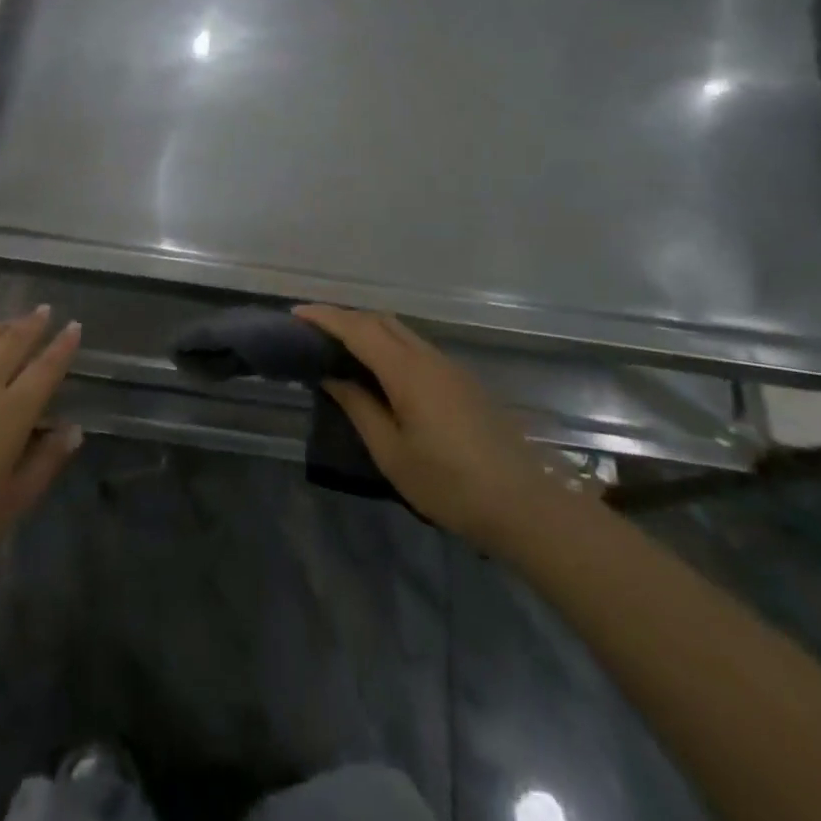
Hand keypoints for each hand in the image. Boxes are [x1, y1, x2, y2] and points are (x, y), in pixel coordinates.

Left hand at [0, 308, 82, 572]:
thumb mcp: (12, 502)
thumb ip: (46, 462)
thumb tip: (73, 430)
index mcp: (13, 412)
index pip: (46, 369)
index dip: (62, 347)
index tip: (74, 326)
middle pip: (13, 343)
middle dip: (32, 324)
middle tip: (44, 310)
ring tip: (8, 320)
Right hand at [296, 306, 570, 546]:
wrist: (525, 505)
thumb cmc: (450, 484)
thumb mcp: (392, 453)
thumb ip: (359, 408)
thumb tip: (332, 377)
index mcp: (407, 371)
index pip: (358, 329)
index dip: (324, 317)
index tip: (295, 314)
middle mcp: (428, 357)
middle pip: (380, 320)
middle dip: (344, 317)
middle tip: (312, 331)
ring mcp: (449, 367)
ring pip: (400, 331)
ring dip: (367, 329)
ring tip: (338, 348)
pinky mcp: (461, 381)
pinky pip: (415, 347)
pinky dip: (387, 345)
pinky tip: (377, 370)